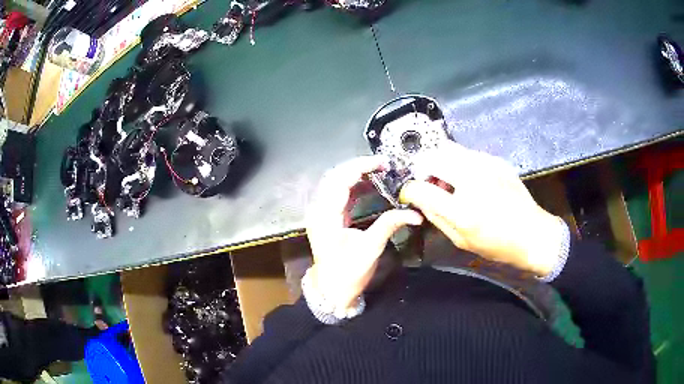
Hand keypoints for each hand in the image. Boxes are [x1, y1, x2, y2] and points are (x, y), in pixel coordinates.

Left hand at [306, 156, 422, 309]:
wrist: (332, 290)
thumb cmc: (348, 273)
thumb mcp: (371, 249)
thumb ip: (390, 225)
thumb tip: (415, 214)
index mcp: (326, 216)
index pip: (341, 180)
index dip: (361, 167)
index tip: (382, 163)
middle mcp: (319, 210)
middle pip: (335, 176)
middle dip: (358, 166)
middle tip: (382, 165)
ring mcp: (320, 214)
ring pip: (334, 183)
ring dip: (355, 174)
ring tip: (378, 172)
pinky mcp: (326, 218)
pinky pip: (337, 194)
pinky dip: (352, 186)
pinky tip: (368, 185)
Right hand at [399, 142, 563, 276]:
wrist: (532, 233)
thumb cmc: (497, 244)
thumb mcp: (461, 240)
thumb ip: (437, 217)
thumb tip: (421, 200)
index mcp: (462, 210)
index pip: (420, 188)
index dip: (409, 190)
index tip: (409, 193)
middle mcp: (473, 180)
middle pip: (432, 157)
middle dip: (422, 168)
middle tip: (428, 183)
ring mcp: (486, 166)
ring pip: (448, 148)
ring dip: (439, 162)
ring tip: (447, 179)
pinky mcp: (496, 160)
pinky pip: (467, 153)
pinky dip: (458, 163)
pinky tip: (467, 179)